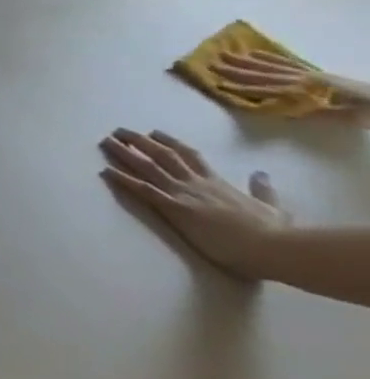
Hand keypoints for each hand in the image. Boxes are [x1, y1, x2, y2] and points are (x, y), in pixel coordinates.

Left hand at [99, 129, 290, 278]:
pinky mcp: (175, 207)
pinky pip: (143, 189)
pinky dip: (123, 179)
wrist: (274, 247)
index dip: (169, 142)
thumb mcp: (272, 206)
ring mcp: (184, 194)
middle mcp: (196, 183)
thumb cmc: (274, 232)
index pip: (190, 156)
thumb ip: (262, 189)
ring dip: (124, 153)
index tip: (153, 132)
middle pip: (163, 155)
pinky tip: (105, 170)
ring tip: (105, 141)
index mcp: (217, 182)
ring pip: (148, 167)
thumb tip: (260, 173)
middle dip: (139, 141)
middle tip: (118, 131)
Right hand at [213, 49, 369, 110]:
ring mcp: (310, 74)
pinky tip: (256, 54)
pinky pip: (289, 63)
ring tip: (227, 55)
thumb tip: (278, 107)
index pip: (267, 89)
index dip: (243, 87)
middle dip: (237, 69)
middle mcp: (304, 79)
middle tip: (212, 63)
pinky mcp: (316, 73)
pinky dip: (271, 58)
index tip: (218, 84)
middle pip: (264, 74)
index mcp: (308, 90)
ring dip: (247, 61)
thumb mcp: (341, 117)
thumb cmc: (366, 112)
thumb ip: (310, 111)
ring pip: (272, 66)